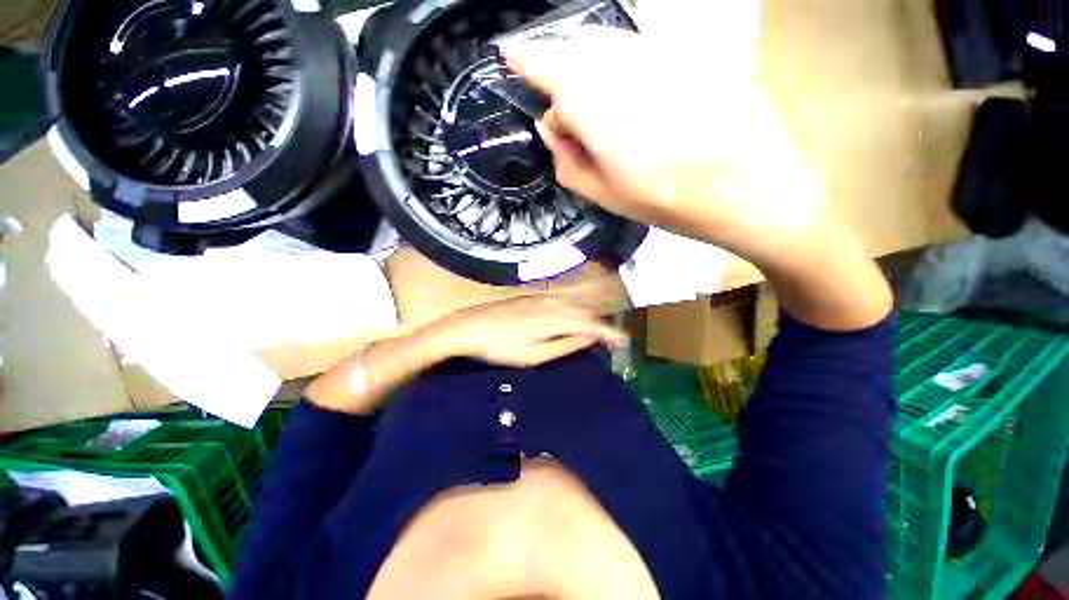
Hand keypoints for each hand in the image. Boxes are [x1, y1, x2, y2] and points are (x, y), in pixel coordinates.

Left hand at [430, 296, 627, 367]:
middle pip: (584, 310)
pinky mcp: (531, 297)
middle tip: (613, 337)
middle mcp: (551, 303)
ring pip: (573, 303)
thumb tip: (588, 338)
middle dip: (601, 323)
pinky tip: (574, 316)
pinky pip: (561, 301)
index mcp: (554, 318)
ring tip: (598, 329)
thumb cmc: (499, 346)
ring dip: (588, 314)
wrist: (468, 327)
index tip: (624, 341)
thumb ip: (564, 345)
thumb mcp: (534, 355)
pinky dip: (573, 309)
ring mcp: (540, 298)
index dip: (609, 332)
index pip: (590, 323)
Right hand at [504, 30, 891, 331]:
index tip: (509, 56)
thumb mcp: (605, 196)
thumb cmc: (670, 203)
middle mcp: (623, 63)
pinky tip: (619, 83)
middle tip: (546, 80)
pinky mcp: (689, 52)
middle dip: (554, 60)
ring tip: (581, 87)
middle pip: (574, 45)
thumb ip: (567, 161)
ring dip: (584, 56)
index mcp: (595, 104)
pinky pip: (636, 44)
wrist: (750, 188)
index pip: (547, 65)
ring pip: (605, 40)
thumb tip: (548, 126)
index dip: (525, 60)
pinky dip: (616, 57)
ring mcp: (660, 52)